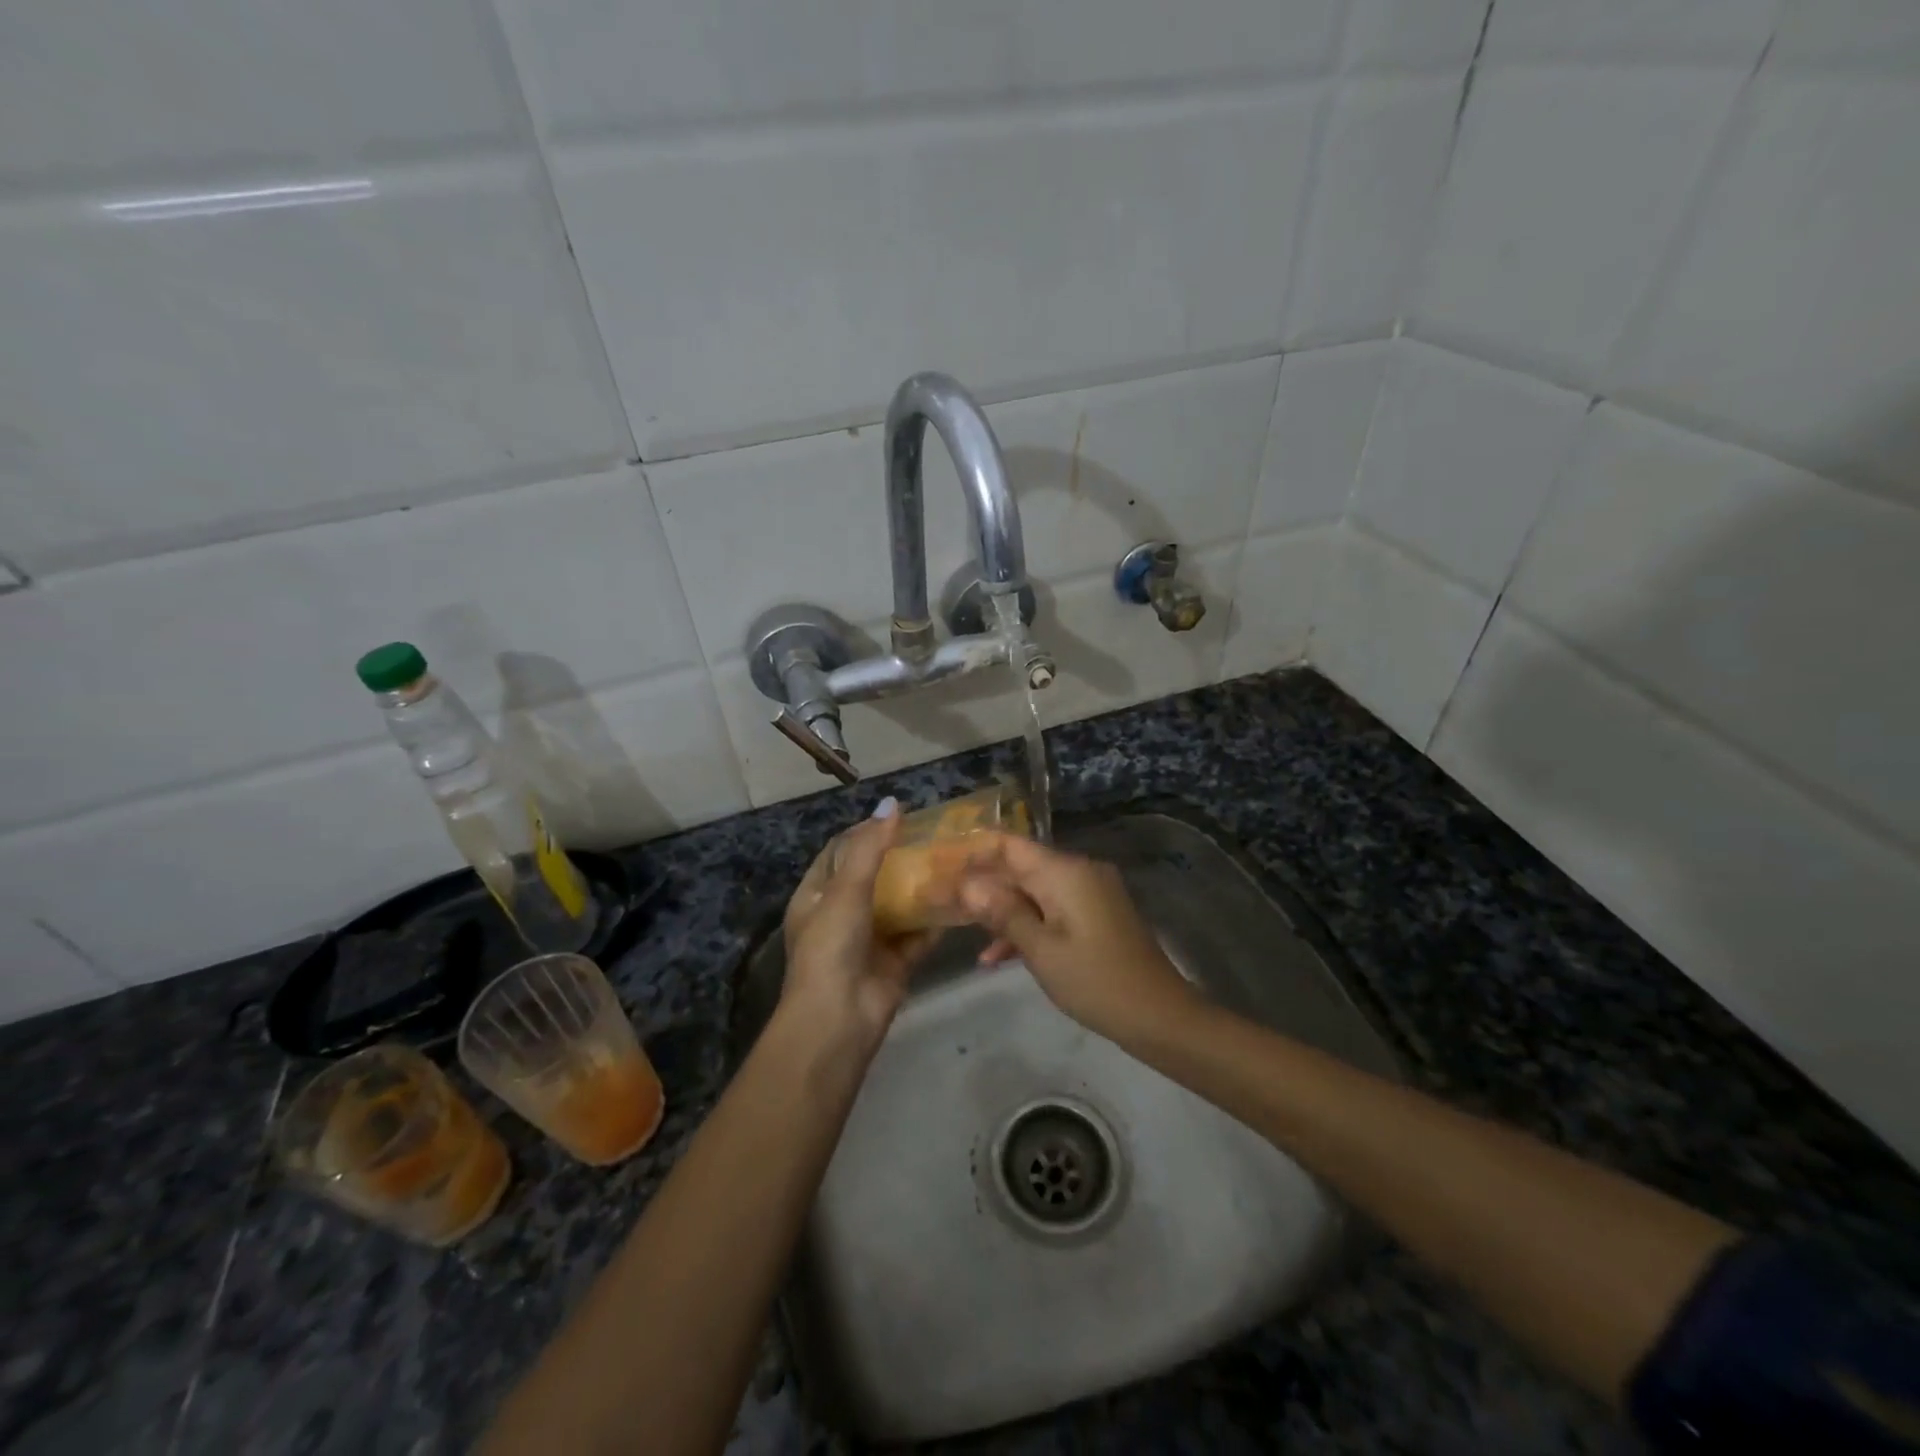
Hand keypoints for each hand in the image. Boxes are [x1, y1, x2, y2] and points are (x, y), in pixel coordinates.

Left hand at [781, 801, 933, 1051]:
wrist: (839, 1018)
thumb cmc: (832, 946)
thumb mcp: (846, 890)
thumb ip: (870, 848)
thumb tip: (892, 804)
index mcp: (817, 895)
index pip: (841, 852)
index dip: (867, 831)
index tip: (901, 815)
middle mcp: (842, 914)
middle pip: (874, 877)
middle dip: (902, 858)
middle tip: (936, 836)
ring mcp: (870, 939)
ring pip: (899, 905)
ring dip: (921, 887)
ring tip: (953, 860)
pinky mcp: (896, 961)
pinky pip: (918, 934)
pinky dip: (936, 919)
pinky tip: (960, 898)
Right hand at [955, 834, 1196, 1044]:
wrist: (1159, 1016)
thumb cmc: (1095, 981)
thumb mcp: (1041, 949)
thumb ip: (1002, 912)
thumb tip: (967, 883)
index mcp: (1065, 871)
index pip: (1010, 844)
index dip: (973, 851)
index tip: (940, 864)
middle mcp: (1078, 872)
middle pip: (1019, 867)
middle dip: (981, 885)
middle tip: (941, 901)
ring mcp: (1089, 894)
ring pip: (1033, 891)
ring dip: (1000, 910)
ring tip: (960, 930)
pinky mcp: (1095, 916)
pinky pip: (1051, 910)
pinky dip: (1026, 926)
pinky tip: (995, 957)